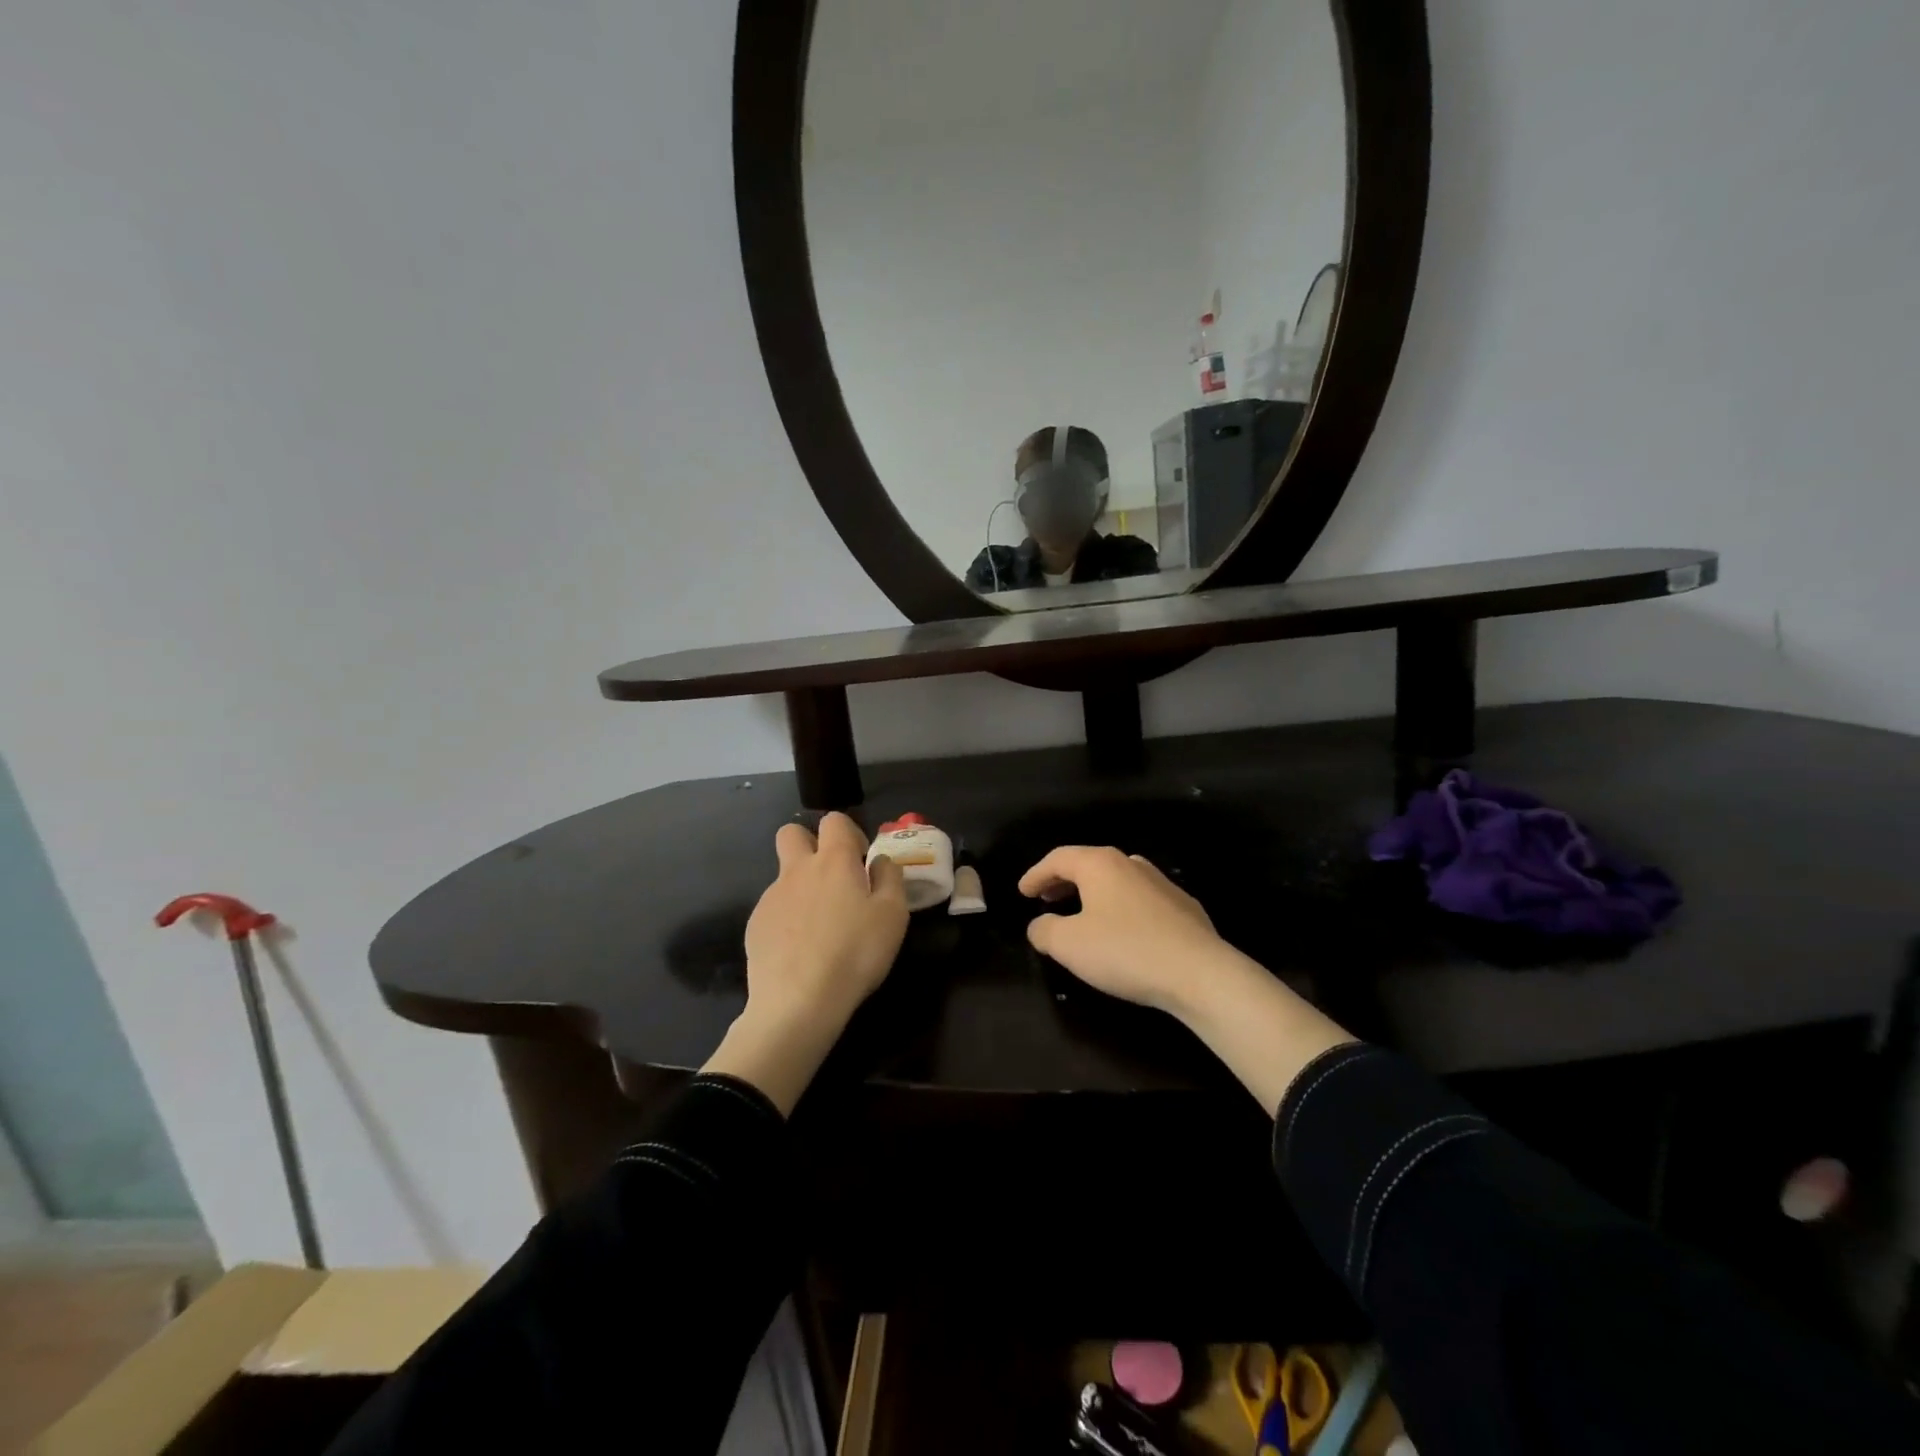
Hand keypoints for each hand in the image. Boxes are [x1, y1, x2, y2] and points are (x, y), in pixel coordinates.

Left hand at [745, 812, 908, 1027]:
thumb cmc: (855, 953)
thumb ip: (890, 878)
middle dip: (810, 843)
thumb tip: (880, 861)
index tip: (861, 861)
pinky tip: (801, 950)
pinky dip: (788, 919)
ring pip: (784, 875)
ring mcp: (770, 897)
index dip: (849, 833)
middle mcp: (797, 870)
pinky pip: (774, 909)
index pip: (834, 820)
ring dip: (802, 887)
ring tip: (821, 927)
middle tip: (832, 877)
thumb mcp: (893, 915)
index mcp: (833, 861)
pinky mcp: (755, 925)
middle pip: (791, 833)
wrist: (797, 1001)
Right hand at [1019, 846, 1233, 1015]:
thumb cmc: (1125, 951)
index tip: (1022, 892)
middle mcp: (1131, 864)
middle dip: (1063, 881)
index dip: (1036, 874)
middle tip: (1045, 898)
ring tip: (1081, 913)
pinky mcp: (1184, 908)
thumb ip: (1044, 931)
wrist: (1200, 973)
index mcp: (1100, 864)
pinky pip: (1140, 900)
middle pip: (1088, 864)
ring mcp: (1162, 884)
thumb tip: (1039, 925)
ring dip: (1093, 893)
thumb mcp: (1069, 945)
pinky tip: (1122, 931)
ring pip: (1117, 880)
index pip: (1058, 858)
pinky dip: (1120, 908)